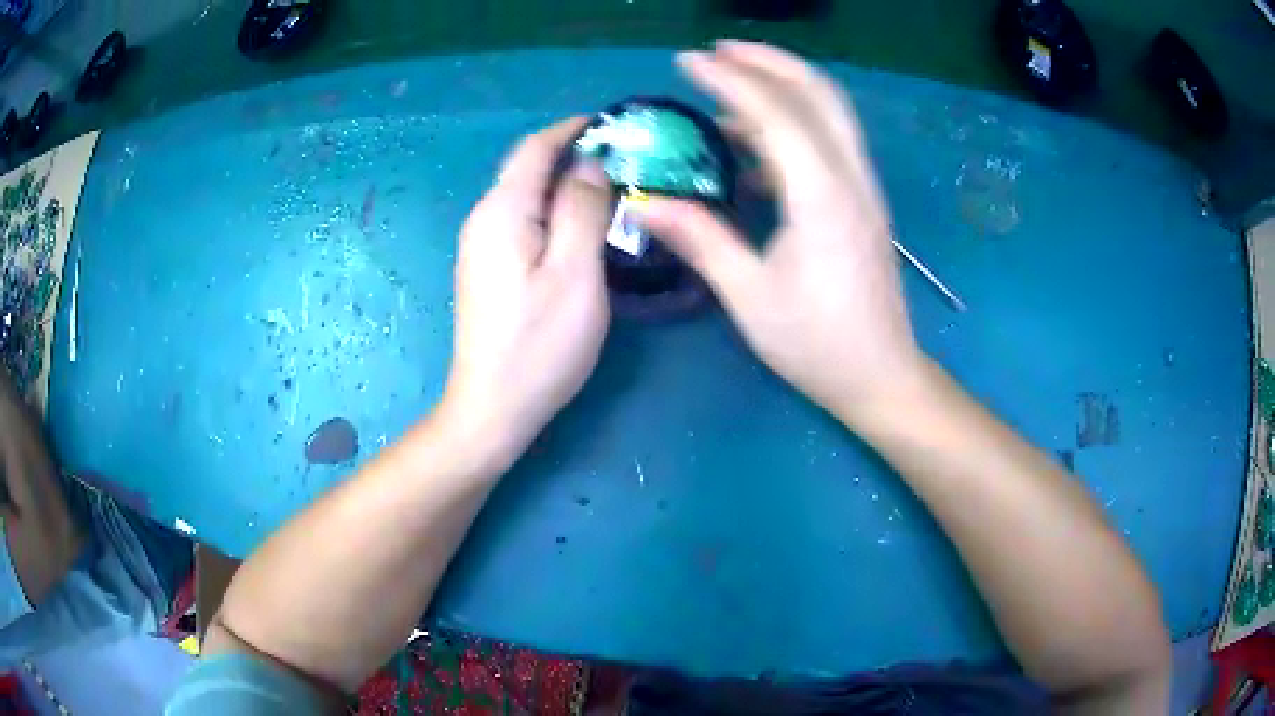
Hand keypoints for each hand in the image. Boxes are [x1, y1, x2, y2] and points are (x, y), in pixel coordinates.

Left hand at [442, 119, 611, 462]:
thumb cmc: (539, 343)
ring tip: (613, 186)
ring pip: (526, 195)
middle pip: (527, 168)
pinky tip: (581, 224)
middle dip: (573, 153)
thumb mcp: (574, 272)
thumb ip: (583, 209)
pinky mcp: (488, 269)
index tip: (615, 123)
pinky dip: (553, 210)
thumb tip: (591, 165)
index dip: (574, 128)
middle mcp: (484, 219)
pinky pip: (522, 220)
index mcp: (502, 211)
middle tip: (626, 157)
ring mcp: (481, 246)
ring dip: (565, 182)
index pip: (536, 148)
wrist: (493, 407)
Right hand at [638, 42, 926, 422]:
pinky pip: (829, 141)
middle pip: (819, 94)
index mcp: (822, 195)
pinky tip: (753, 146)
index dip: (729, 80)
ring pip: (829, 113)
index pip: (775, 112)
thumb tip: (645, 201)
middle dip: (768, 61)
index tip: (687, 60)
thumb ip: (700, 239)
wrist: (881, 375)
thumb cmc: (817, 343)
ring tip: (729, 87)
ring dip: (783, 87)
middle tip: (720, 50)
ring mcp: (862, 188)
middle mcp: (850, 178)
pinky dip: (792, 124)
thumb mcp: (750, 296)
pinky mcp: (862, 202)